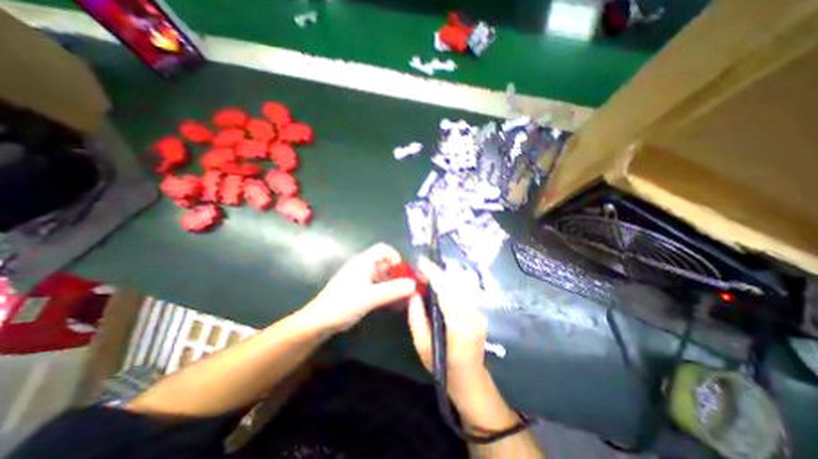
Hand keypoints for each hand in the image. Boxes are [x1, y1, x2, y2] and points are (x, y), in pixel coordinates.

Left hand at [301, 243, 417, 333]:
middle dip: (397, 274)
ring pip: (382, 275)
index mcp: (364, 261)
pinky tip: (392, 303)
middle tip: (407, 289)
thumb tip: (414, 285)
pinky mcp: (359, 289)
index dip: (396, 258)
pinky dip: (386, 291)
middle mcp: (363, 266)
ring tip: (402, 299)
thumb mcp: (370, 297)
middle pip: (385, 263)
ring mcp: (360, 278)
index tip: (404, 273)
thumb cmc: (344, 304)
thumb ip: (392, 290)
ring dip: (393, 284)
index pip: (384, 249)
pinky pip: (377, 285)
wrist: (319, 321)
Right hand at [406, 258, 487, 400]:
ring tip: (428, 273)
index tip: (420, 261)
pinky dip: (450, 282)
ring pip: (460, 284)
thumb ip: (416, 317)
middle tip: (420, 267)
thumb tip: (413, 293)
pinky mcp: (480, 310)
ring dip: (443, 275)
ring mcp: (479, 311)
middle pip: (455, 283)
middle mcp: (473, 314)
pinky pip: (463, 290)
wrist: (471, 380)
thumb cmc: (443, 368)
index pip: (446, 291)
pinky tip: (440, 282)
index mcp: (459, 325)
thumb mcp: (422, 346)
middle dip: (437, 271)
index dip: (433, 273)